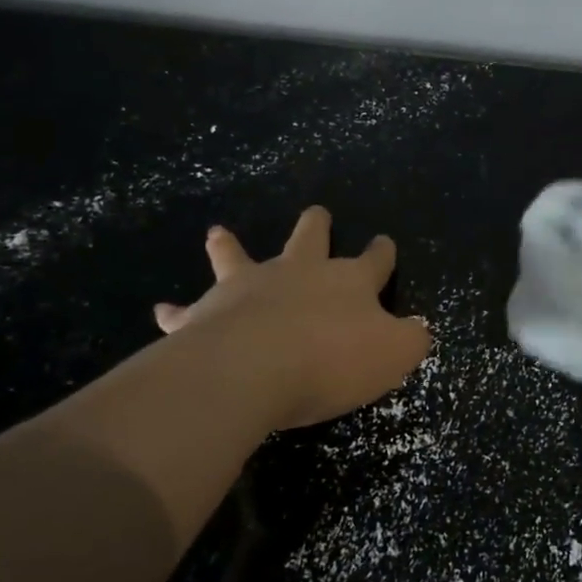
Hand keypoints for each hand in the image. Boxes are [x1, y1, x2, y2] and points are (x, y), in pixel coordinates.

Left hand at [152, 207, 429, 429]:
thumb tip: (419, 329)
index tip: (384, 243)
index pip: (374, 260)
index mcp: (348, 281)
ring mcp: (249, 287)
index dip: (382, 252)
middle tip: (316, 214)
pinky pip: (187, 311)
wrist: (254, 368)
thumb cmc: (332, 360)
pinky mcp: (208, 313)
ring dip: (229, 247)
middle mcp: (298, 273)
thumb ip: (412, 339)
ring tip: (218, 234)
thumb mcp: (394, 354)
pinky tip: (163, 311)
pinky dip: (176, 311)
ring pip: (238, 257)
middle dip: (317, 226)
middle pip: (310, 238)